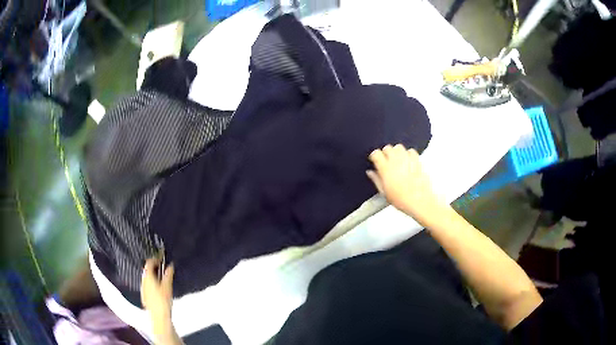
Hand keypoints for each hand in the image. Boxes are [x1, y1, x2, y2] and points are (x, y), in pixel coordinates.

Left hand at [141, 258, 174, 337]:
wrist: (158, 317)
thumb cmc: (163, 301)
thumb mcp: (167, 287)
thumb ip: (168, 275)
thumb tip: (170, 265)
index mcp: (148, 276)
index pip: (149, 262)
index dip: (155, 258)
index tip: (161, 257)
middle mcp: (143, 280)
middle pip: (147, 269)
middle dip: (154, 266)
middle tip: (162, 266)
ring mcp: (143, 288)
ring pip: (146, 277)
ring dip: (153, 274)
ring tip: (161, 276)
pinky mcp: (144, 295)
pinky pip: (147, 284)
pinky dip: (152, 281)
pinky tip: (158, 287)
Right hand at [367, 144, 441, 219]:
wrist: (419, 201)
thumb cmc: (402, 200)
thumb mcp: (384, 193)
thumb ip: (376, 180)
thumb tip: (370, 173)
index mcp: (385, 169)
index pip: (376, 154)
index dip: (374, 156)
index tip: (375, 160)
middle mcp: (396, 162)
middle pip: (387, 148)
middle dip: (385, 153)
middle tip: (385, 160)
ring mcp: (407, 160)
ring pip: (398, 147)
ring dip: (396, 151)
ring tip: (396, 159)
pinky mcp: (417, 161)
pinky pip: (411, 151)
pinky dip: (408, 153)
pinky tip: (407, 160)